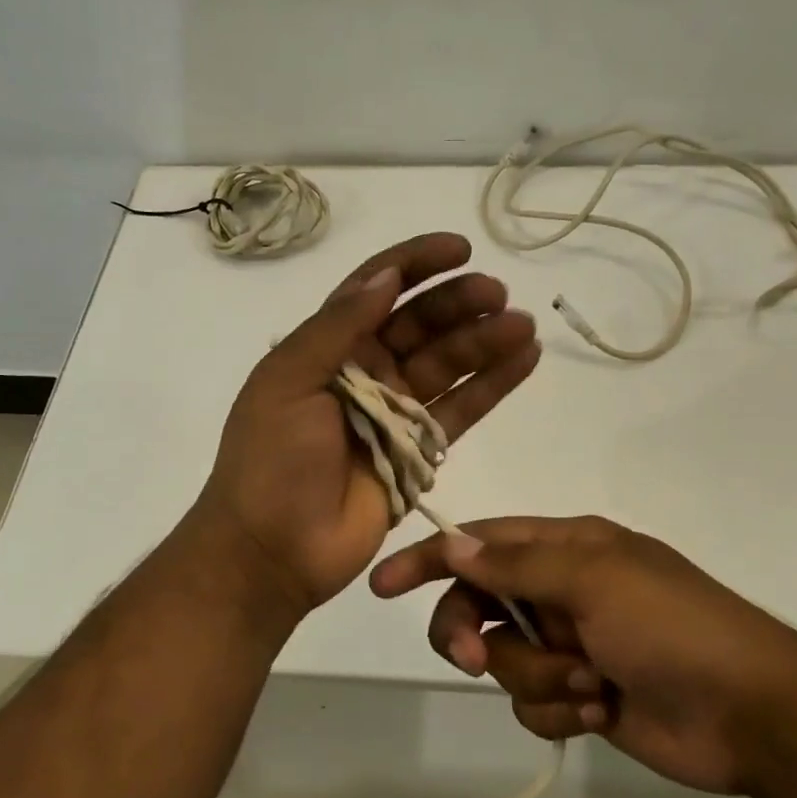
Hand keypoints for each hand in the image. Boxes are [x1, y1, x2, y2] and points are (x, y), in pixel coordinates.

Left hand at [194, 233, 540, 626]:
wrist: (273, 548)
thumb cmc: (271, 460)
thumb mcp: (288, 381)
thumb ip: (336, 327)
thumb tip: (386, 275)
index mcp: (328, 346)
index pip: (377, 289)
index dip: (416, 264)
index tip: (459, 248)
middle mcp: (366, 370)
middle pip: (421, 323)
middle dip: (459, 303)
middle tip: (497, 294)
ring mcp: (396, 410)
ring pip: (448, 363)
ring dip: (485, 341)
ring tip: (522, 325)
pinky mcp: (420, 449)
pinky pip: (463, 409)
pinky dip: (494, 385)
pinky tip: (526, 359)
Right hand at [370, 516, 796, 794]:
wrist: (753, 713)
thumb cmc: (673, 627)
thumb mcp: (593, 581)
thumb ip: (516, 565)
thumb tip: (453, 544)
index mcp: (565, 548)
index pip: (480, 543)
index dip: (430, 560)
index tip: (383, 584)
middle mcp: (561, 591)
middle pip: (480, 605)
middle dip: (473, 632)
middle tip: (474, 657)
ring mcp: (571, 645)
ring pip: (506, 661)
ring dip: (540, 677)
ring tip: (592, 685)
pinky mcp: (581, 697)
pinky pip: (534, 704)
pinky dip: (560, 711)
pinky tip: (602, 712)